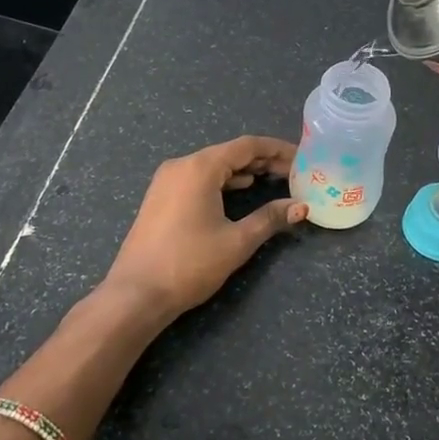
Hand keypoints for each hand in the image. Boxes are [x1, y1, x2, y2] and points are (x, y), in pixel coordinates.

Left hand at [100, 136, 306, 325]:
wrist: (136, 294)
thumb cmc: (189, 264)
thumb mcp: (236, 241)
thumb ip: (270, 218)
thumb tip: (301, 207)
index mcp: (200, 168)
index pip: (247, 146)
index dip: (277, 149)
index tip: (302, 157)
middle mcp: (181, 165)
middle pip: (230, 153)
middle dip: (263, 160)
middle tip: (293, 171)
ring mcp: (167, 180)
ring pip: (213, 165)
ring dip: (244, 170)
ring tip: (274, 179)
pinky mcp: (160, 197)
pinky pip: (198, 178)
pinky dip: (223, 181)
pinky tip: (240, 190)